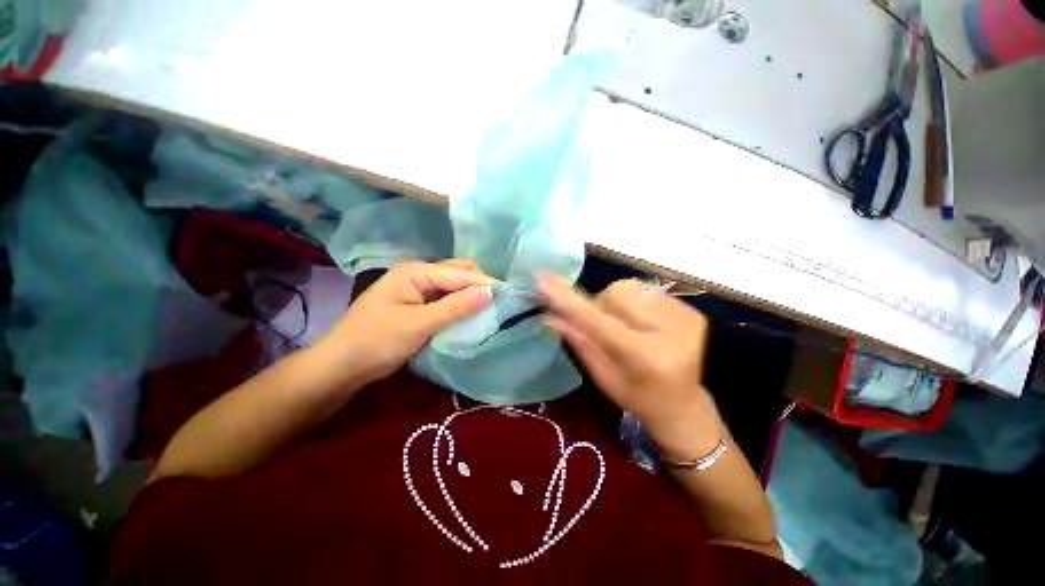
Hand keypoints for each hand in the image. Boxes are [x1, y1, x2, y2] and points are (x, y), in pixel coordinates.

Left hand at [318, 260, 493, 385]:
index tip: (509, 295)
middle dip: (479, 285)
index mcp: (415, 271)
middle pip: (458, 273)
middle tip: (501, 301)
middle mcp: (418, 274)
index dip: (484, 282)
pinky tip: (472, 313)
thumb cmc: (376, 342)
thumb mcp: (418, 325)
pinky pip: (446, 299)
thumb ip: (455, 307)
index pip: (459, 272)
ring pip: (454, 286)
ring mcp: (418, 289)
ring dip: (471, 295)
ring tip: (492, 307)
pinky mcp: (418, 303)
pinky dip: (461, 304)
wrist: (341, 366)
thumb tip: (490, 292)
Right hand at [538, 275, 721, 460]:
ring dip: (617, 303)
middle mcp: (670, 331)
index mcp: (645, 357)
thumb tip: (549, 316)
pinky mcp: (691, 309)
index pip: (598, 321)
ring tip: (627, 326)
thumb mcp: (603, 378)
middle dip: (600, 305)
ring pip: (629, 288)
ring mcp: (685, 316)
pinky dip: (636, 304)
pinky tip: (645, 325)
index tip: (542, 279)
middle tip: (603, 326)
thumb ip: (579, 342)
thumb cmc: (638, 398)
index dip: (568, 300)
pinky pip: (647, 290)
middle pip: (615, 294)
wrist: (684, 404)